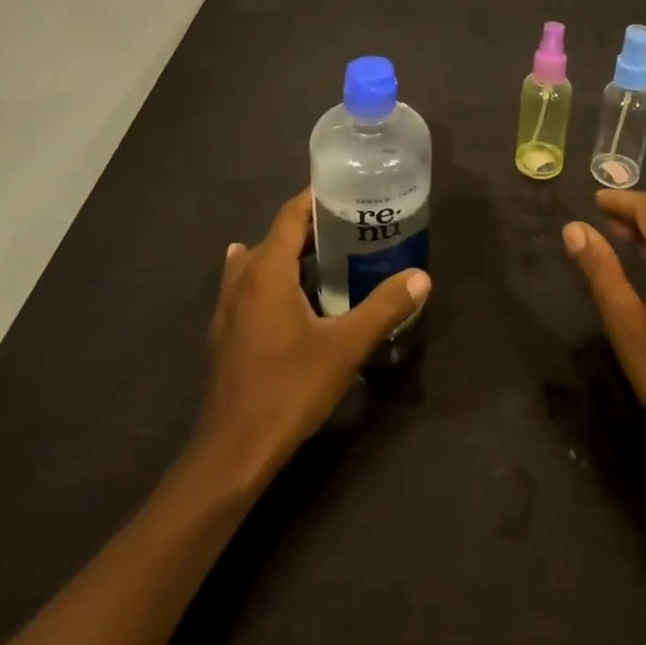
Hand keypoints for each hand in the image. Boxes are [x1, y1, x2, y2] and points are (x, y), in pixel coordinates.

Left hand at [194, 190, 430, 488]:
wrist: (232, 453)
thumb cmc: (288, 389)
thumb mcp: (345, 347)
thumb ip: (384, 308)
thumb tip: (421, 277)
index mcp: (267, 271)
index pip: (290, 215)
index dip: (316, 198)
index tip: (347, 191)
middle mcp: (242, 279)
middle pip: (276, 236)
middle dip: (311, 227)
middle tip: (351, 227)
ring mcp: (228, 308)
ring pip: (258, 262)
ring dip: (289, 253)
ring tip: (325, 256)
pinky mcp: (225, 334)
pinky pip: (248, 287)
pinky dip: (271, 278)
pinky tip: (286, 293)